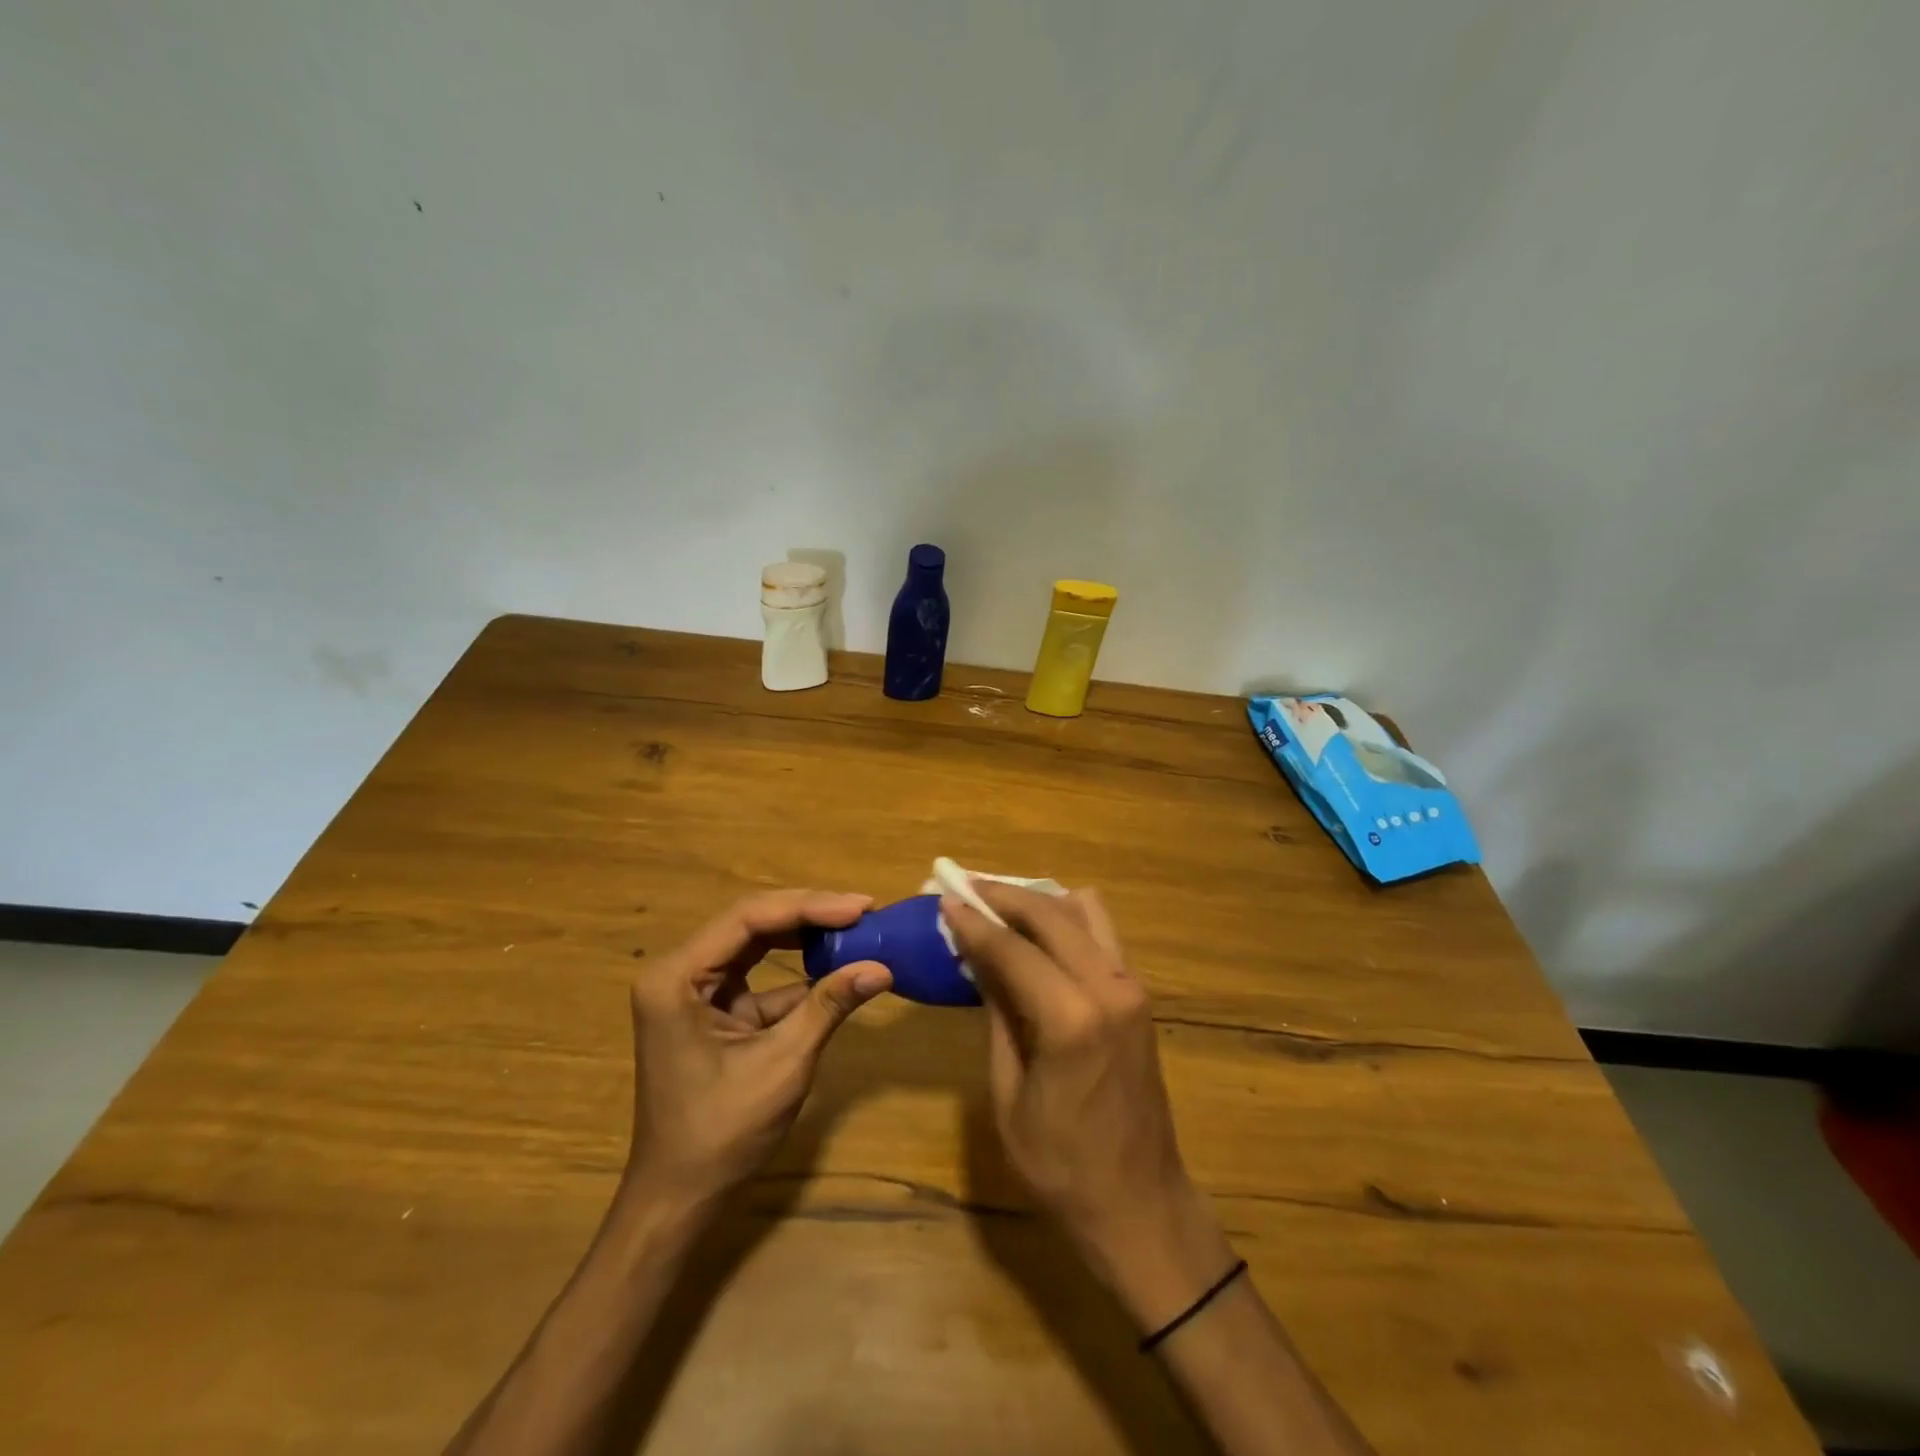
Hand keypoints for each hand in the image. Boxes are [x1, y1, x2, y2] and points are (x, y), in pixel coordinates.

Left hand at [623, 889, 890, 1210]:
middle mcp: (680, 972)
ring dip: (805, 936)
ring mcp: (695, 990)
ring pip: (757, 943)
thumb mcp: (783, 1063)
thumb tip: (883, 967)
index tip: (859, 907)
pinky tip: (837, 967)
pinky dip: (798, 973)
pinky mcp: (713, 1010)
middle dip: (809, 914)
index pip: (748, 918)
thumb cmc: (722, 1133)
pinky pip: (759, 976)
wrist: (680, 1199)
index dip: (807, 906)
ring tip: (856, 926)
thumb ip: (829, 1005)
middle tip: (863, 910)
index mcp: (677, 977)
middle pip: (751, 922)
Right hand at [941, 882, 1235, 1331]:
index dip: (974, 922)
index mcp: (1071, 1019)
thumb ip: (998, 1014)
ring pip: (1084, 910)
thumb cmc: (1061, 1166)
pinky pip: (1100, 934)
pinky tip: (1036, 936)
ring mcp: (1132, 986)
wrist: (1140, 1203)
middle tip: (965, 888)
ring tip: (999, 907)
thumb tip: (979, 958)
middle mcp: (1109, 987)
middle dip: (1004, 896)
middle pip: (1051, 912)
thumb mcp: (1009, 1093)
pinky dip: (1065, 920)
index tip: (944, 898)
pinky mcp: (1139, 994)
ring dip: (1039, 901)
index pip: (1013, 949)